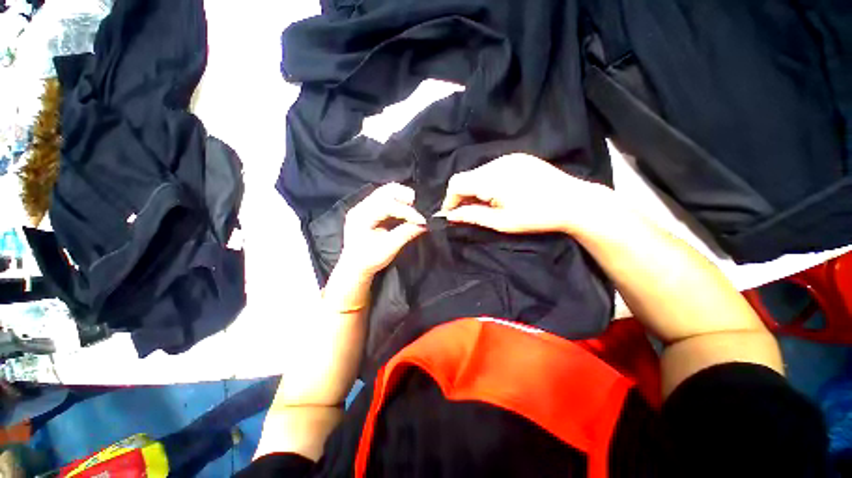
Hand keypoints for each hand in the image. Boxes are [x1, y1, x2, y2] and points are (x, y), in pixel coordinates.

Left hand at [338, 183, 426, 277]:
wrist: (354, 267)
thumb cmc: (369, 259)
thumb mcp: (388, 249)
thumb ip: (405, 234)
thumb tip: (424, 224)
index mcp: (361, 217)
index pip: (387, 205)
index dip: (407, 211)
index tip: (421, 220)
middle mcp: (361, 207)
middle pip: (385, 191)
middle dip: (405, 196)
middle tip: (419, 207)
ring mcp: (363, 207)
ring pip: (386, 192)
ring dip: (402, 197)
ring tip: (415, 208)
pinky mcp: (369, 210)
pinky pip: (385, 198)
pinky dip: (398, 201)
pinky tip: (406, 209)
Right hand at [440, 153, 612, 234]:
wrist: (574, 202)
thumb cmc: (537, 216)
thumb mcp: (502, 222)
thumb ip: (473, 216)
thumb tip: (451, 216)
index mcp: (492, 178)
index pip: (457, 183)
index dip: (450, 199)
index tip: (451, 214)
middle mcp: (497, 162)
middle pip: (467, 177)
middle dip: (462, 195)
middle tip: (468, 212)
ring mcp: (509, 158)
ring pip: (479, 173)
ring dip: (475, 189)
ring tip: (486, 205)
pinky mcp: (518, 158)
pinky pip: (492, 169)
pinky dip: (487, 182)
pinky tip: (499, 194)